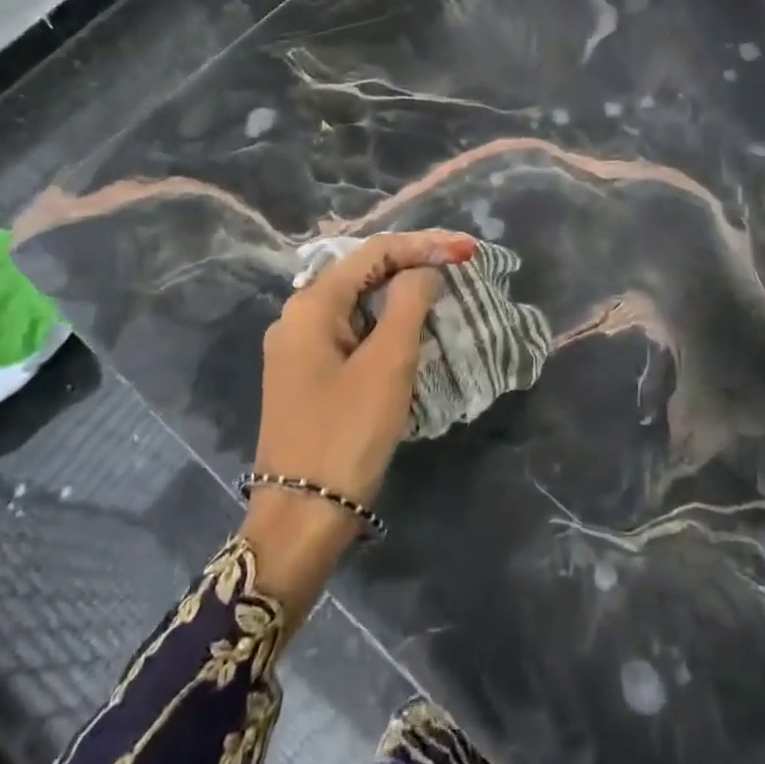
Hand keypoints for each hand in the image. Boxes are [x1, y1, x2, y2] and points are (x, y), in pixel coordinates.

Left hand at [242, 229, 477, 623]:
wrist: (301, 519)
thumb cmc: (346, 434)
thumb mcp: (387, 364)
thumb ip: (408, 303)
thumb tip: (424, 270)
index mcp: (311, 305)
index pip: (373, 252)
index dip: (423, 244)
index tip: (466, 249)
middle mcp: (298, 316)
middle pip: (362, 272)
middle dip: (412, 264)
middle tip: (458, 264)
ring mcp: (299, 347)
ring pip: (357, 302)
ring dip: (399, 293)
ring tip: (443, 288)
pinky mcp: (307, 374)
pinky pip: (351, 330)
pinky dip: (384, 323)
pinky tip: (411, 326)